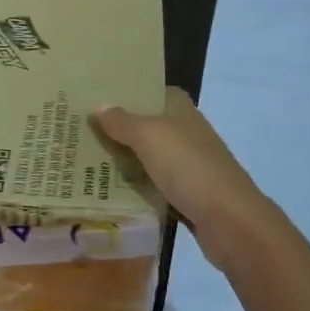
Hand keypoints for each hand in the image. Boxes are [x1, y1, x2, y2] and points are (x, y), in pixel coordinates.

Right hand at [93, 88, 266, 239]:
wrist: (228, 219)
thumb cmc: (188, 167)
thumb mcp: (149, 137)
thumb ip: (123, 122)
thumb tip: (99, 106)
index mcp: (182, 110)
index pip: (154, 91)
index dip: (128, 93)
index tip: (96, 98)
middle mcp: (186, 133)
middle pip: (148, 126)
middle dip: (118, 129)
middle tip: (81, 132)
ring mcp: (189, 165)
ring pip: (149, 157)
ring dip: (125, 160)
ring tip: (85, 160)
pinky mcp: (187, 194)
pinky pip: (154, 185)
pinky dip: (136, 188)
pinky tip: (109, 191)